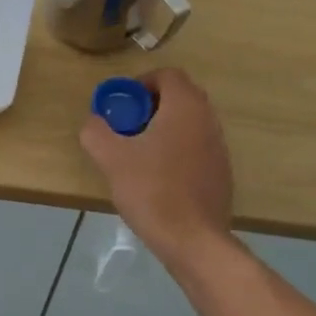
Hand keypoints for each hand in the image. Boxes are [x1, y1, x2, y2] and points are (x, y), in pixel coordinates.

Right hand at [80, 68, 233, 262]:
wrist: (193, 240)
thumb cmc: (152, 190)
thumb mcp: (111, 158)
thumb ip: (96, 131)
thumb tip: (94, 122)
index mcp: (185, 107)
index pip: (167, 75)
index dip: (141, 83)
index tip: (122, 105)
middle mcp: (208, 119)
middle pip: (180, 96)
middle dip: (151, 105)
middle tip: (127, 126)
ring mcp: (219, 147)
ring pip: (189, 122)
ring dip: (164, 127)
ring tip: (139, 153)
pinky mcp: (221, 172)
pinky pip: (197, 146)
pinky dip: (177, 149)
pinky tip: (158, 177)